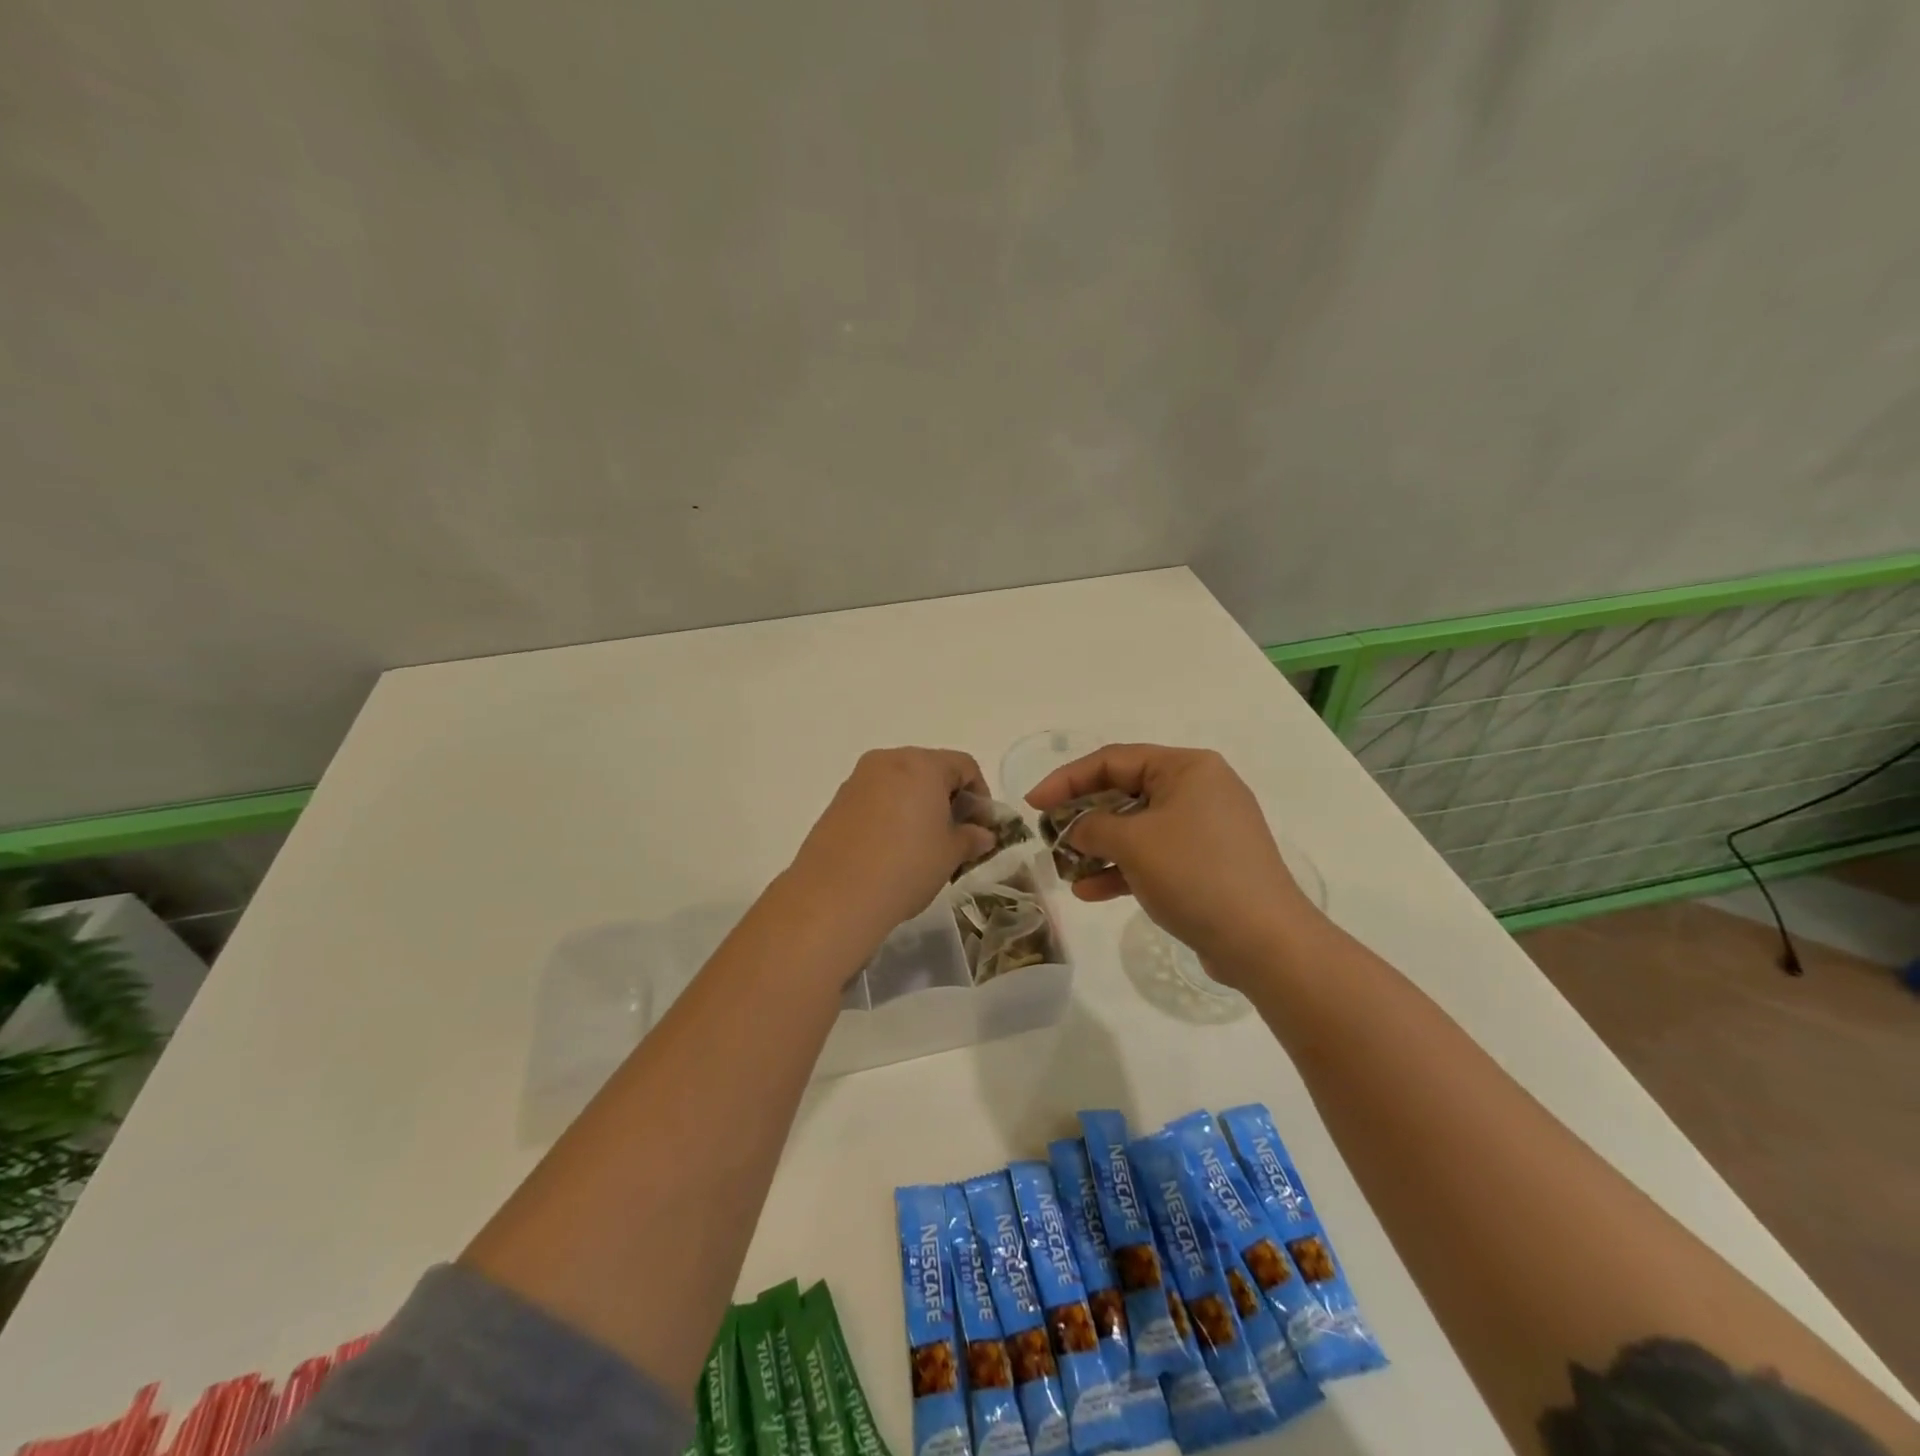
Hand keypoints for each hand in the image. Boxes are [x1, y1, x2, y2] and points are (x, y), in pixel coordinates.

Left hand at [786, 748, 997, 948]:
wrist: (834, 896)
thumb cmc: (905, 867)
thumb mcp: (950, 854)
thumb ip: (971, 838)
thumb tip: (982, 834)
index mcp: (922, 764)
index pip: (964, 766)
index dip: (981, 795)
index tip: (982, 828)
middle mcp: (888, 761)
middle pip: (930, 769)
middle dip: (948, 798)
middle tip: (956, 836)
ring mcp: (858, 780)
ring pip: (901, 783)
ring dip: (919, 806)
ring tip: (924, 845)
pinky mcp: (838, 802)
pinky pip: (876, 798)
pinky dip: (892, 814)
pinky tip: (893, 849)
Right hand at [1025, 744, 1317, 983]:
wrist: (1265, 942)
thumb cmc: (1195, 874)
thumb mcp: (1133, 843)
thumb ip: (1092, 827)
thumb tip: (1076, 829)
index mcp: (1186, 768)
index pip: (1113, 760)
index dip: (1066, 780)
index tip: (1033, 803)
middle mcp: (1199, 789)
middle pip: (1125, 792)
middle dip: (1083, 817)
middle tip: (1048, 835)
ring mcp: (1206, 829)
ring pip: (1138, 828)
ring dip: (1099, 848)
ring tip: (1065, 870)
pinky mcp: (1207, 864)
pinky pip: (1155, 856)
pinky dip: (1123, 869)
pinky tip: (1090, 892)